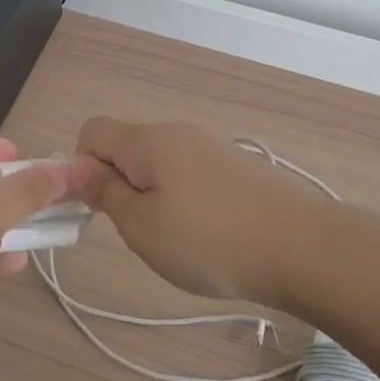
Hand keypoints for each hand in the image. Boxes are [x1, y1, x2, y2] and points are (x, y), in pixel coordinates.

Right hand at [76, 118, 322, 305]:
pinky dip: (184, 200)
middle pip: (127, 147)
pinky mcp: (236, 167)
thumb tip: (77, 167)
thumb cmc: (209, 241)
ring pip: (159, 164)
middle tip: (137, 231)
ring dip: (152, 196)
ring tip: (175, 239)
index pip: (92, 131)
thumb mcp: (141, 226)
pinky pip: (190, 175)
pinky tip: (206, 235)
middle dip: (119, 184)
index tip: (97, 207)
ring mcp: (211, 147)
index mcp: (148, 140)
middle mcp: (178, 133)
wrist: (302, 248)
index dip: (81, 167)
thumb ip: (104, 192)